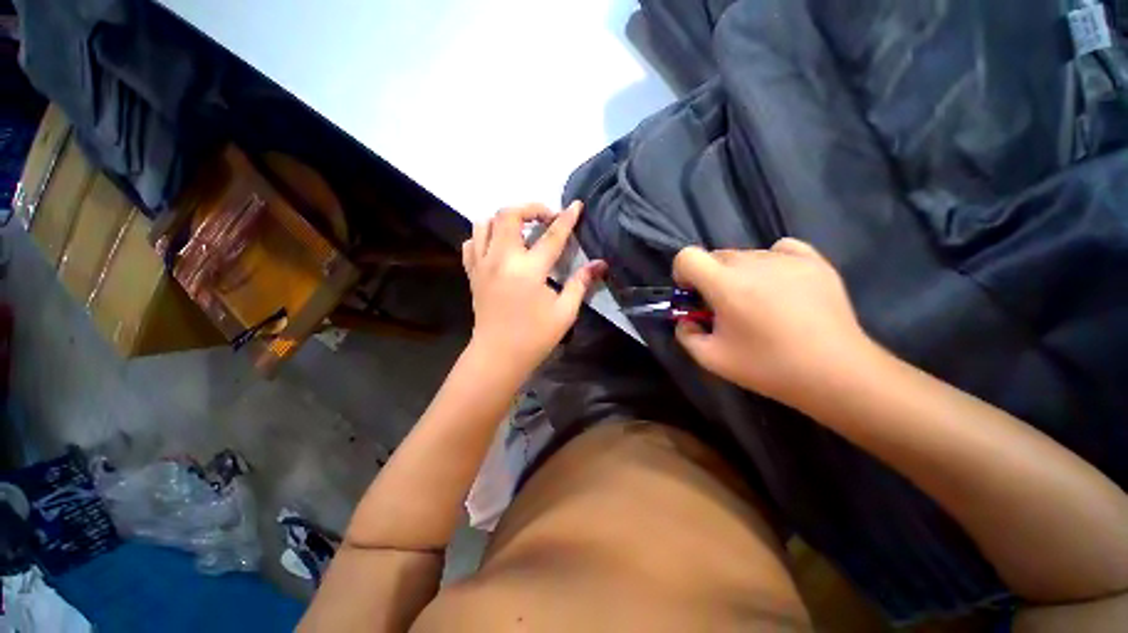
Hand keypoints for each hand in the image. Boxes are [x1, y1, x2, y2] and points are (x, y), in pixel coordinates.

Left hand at [462, 202, 606, 378]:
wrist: (498, 356)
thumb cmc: (534, 337)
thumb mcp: (564, 312)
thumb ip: (580, 283)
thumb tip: (599, 264)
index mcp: (528, 270)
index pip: (551, 236)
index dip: (566, 218)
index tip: (576, 205)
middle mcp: (501, 260)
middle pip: (508, 215)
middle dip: (530, 208)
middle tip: (547, 219)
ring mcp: (482, 265)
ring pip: (484, 223)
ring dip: (505, 219)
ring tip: (522, 230)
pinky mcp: (472, 273)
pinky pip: (472, 242)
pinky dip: (485, 236)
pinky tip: (499, 246)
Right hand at [672, 238, 871, 402]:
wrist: (836, 373)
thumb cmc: (769, 367)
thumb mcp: (712, 359)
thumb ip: (686, 335)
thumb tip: (686, 319)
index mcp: (726, 286)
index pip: (687, 256)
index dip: (683, 273)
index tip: (694, 295)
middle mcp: (754, 263)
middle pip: (716, 256)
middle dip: (711, 278)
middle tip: (725, 307)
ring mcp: (787, 259)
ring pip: (746, 255)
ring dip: (740, 274)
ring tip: (759, 302)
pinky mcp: (814, 261)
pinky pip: (780, 249)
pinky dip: (771, 262)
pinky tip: (780, 285)